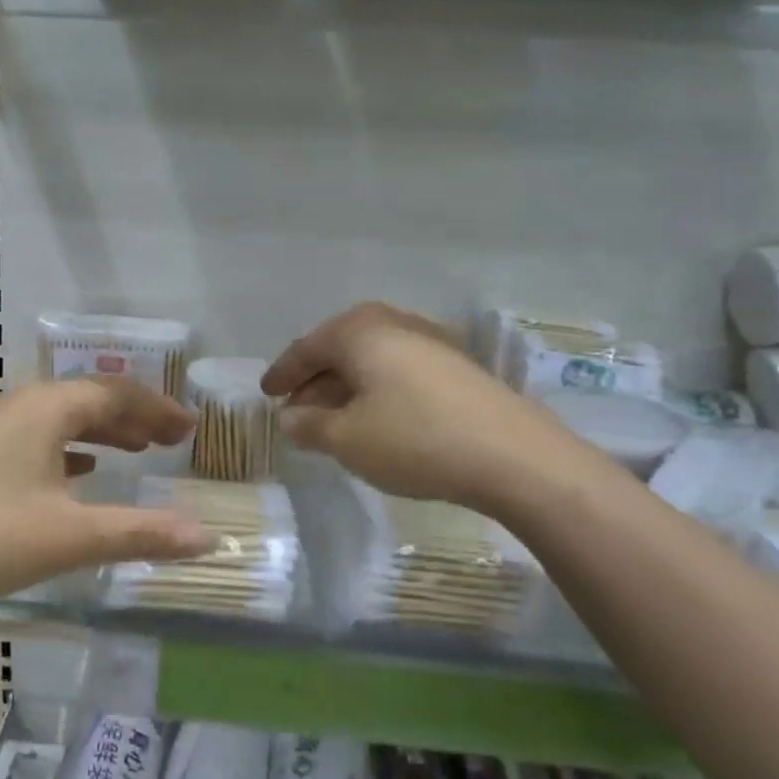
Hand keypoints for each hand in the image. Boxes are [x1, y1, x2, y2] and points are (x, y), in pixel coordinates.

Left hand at [0, 378, 212, 614]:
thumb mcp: (73, 537)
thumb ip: (142, 533)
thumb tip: (207, 539)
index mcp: (44, 409)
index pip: (114, 394)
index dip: (157, 409)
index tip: (190, 427)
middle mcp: (19, 406)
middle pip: (89, 399)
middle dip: (135, 417)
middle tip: (173, 439)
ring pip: (62, 418)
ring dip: (104, 430)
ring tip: (138, 449)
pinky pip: (39, 438)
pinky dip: (72, 448)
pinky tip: (83, 470)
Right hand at [262, 302, 572, 512]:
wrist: (512, 455)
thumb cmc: (414, 439)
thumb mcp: (347, 439)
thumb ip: (309, 425)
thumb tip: (289, 416)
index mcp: (360, 331)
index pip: (307, 348)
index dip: (283, 374)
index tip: (266, 394)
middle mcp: (394, 323)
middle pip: (340, 348)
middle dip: (315, 380)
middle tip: (297, 409)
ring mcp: (431, 341)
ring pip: (372, 359)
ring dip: (346, 387)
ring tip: (333, 420)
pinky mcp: (457, 365)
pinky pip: (399, 370)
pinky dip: (377, 390)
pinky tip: (377, 419)